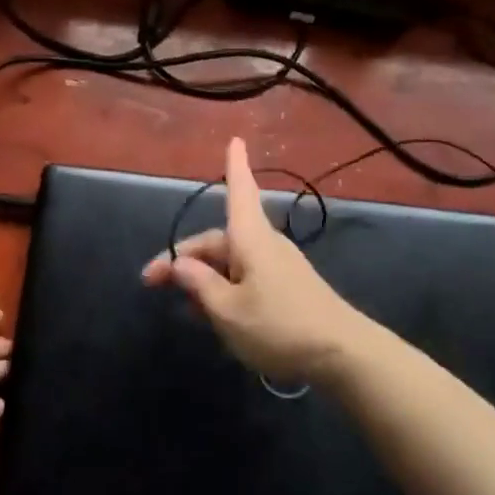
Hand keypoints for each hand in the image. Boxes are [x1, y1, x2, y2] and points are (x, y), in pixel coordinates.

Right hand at [141, 138, 369, 386]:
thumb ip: (200, 285)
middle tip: (152, 283)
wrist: (342, 355)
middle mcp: (264, 244)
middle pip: (219, 240)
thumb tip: (180, 263)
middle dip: (185, 257)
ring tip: (182, 306)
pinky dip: (224, 288)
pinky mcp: (286, 288)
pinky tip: (212, 314)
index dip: (234, 166)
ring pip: (230, 263)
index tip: (235, 139)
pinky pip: (245, 278)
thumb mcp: (227, 311)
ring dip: (203, 278)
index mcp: (250, 238)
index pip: (239, 191)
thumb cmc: (279, 326)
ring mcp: (278, 266)